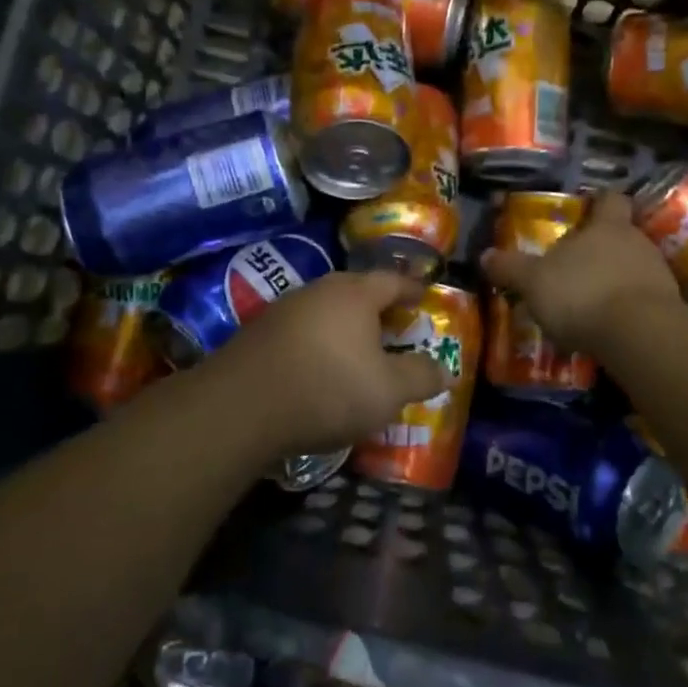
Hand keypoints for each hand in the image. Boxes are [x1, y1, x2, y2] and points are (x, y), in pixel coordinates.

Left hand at [197, 270, 451, 456]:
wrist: (242, 406)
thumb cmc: (328, 389)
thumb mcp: (388, 390)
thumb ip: (421, 377)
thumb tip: (445, 369)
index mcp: (355, 293)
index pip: (392, 280)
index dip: (412, 289)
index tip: (425, 297)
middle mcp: (318, 290)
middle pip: (356, 290)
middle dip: (377, 307)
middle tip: (394, 325)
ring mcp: (283, 309)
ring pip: (325, 309)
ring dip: (344, 325)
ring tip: (357, 348)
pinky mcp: (257, 333)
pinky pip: (301, 329)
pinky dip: (317, 341)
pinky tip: (318, 366)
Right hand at [481, 191, 681, 352]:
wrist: (639, 334)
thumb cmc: (582, 293)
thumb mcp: (534, 282)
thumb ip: (511, 268)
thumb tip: (485, 256)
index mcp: (607, 227)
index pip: (610, 200)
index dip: (599, 202)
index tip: (588, 209)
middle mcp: (637, 242)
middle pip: (622, 235)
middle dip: (602, 249)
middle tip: (577, 266)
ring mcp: (658, 274)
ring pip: (634, 268)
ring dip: (615, 280)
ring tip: (591, 302)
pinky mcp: (669, 307)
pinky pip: (644, 299)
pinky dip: (627, 308)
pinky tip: (609, 327)